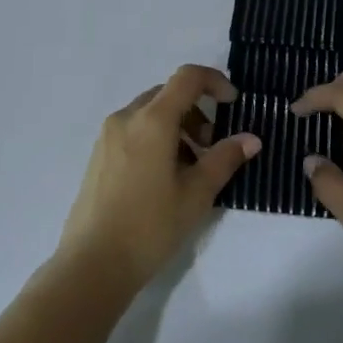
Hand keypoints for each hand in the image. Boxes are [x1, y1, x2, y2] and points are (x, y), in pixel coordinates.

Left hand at [57, 64, 259, 290]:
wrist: (92, 265)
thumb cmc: (150, 226)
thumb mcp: (196, 194)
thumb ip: (225, 159)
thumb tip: (251, 139)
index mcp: (152, 120)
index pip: (187, 77)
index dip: (215, 81)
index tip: (233, 103)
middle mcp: (126, 117)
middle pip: (168, 94)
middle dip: (196, 111)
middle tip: (212, 145)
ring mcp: (108, 136)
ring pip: (150, 113)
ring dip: (177, 126)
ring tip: (190, 168)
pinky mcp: (98, 155)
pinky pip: (133, 130)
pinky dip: (156, 138)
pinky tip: (163, 178)